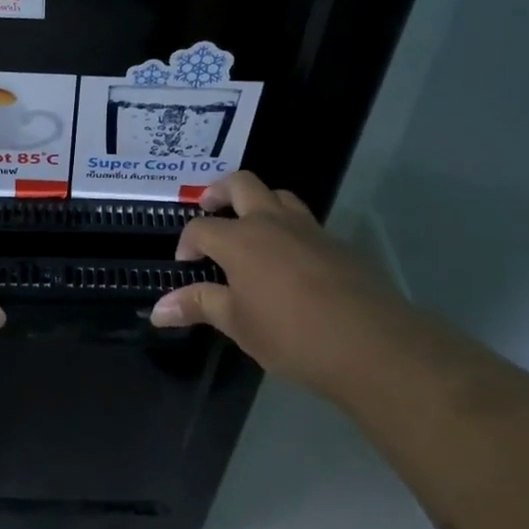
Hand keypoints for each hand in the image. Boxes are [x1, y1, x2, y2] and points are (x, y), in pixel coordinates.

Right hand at [149, 171, 401, 390]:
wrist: (369, 343)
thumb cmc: (290, 334)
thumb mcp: (237, 323)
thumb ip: (199, 306)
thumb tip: (158, 309)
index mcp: (240, 239)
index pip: (202, 227)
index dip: (187, 241)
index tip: (186, 264)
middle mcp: (272, 222)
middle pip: (241, 184)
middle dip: (219, 191)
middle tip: (209, 208)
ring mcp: (309, 229)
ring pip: (279, 196)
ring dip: (259, 203)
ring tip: (250, 228)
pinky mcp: (337, 244)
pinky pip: (306, 224)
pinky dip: (289, 230)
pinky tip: (290, 262)